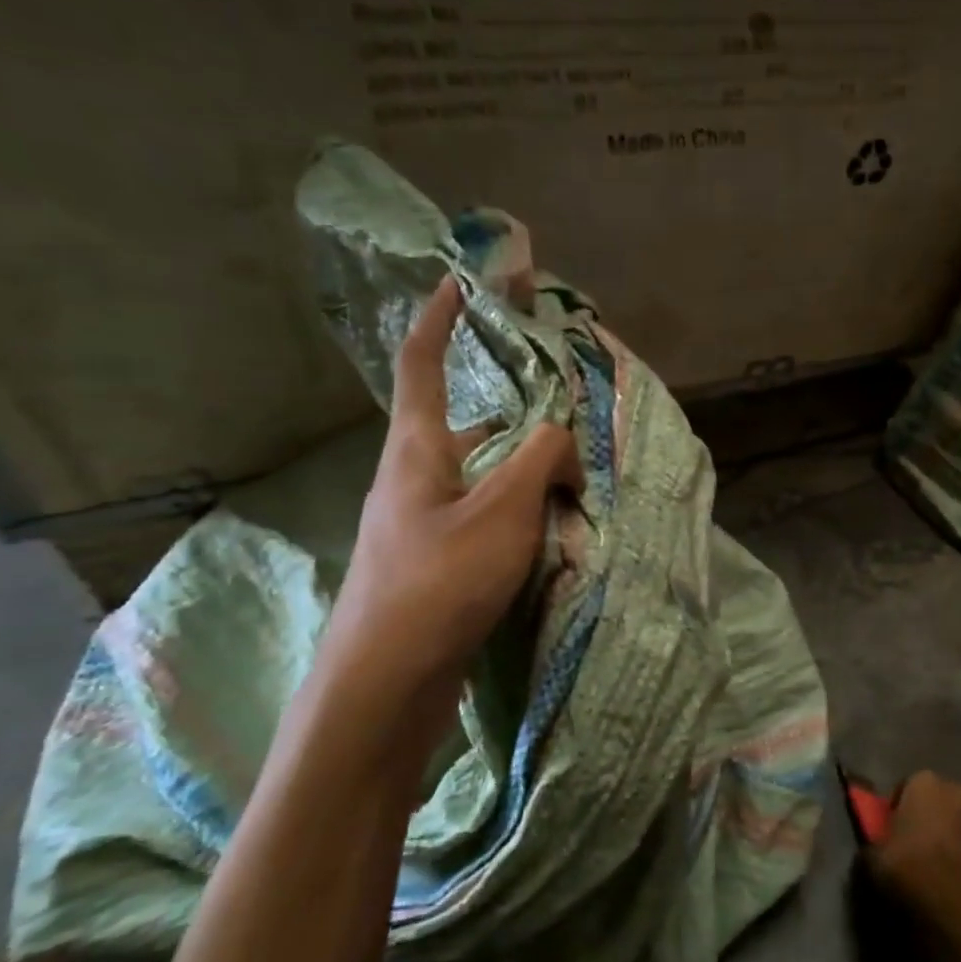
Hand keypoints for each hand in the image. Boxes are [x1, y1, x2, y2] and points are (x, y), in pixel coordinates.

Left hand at [309, 276, 583, 735]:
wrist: (386, 681)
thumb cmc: (438, 582)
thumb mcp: (503, 511)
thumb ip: (542, 459)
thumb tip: (563, 443)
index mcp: (417, 448)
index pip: (422, 362)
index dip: (440, 315)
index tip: (463, 280)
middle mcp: (415, 476)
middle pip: (466, 421)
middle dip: (513, 407)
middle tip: (564, 407)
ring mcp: (424, 521)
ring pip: (483, 472)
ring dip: (525, 465)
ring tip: (574, 472)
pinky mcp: (437, 559)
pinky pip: (487, 512)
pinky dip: (521, 506)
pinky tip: (553, 526)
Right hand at [868, 772, 960, 925]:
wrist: (951, 905)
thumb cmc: (906, 866)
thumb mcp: (873, 853)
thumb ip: (875, 839)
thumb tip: (875, 844)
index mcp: (925, 782)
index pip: (907, 786)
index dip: (897, 807)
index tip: (889, 828)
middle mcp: (956, 791)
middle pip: (936, 801)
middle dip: (926, 816)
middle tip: (910, 842)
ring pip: (956, 822)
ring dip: (946, 835)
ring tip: (930, 863)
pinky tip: (949, 878)